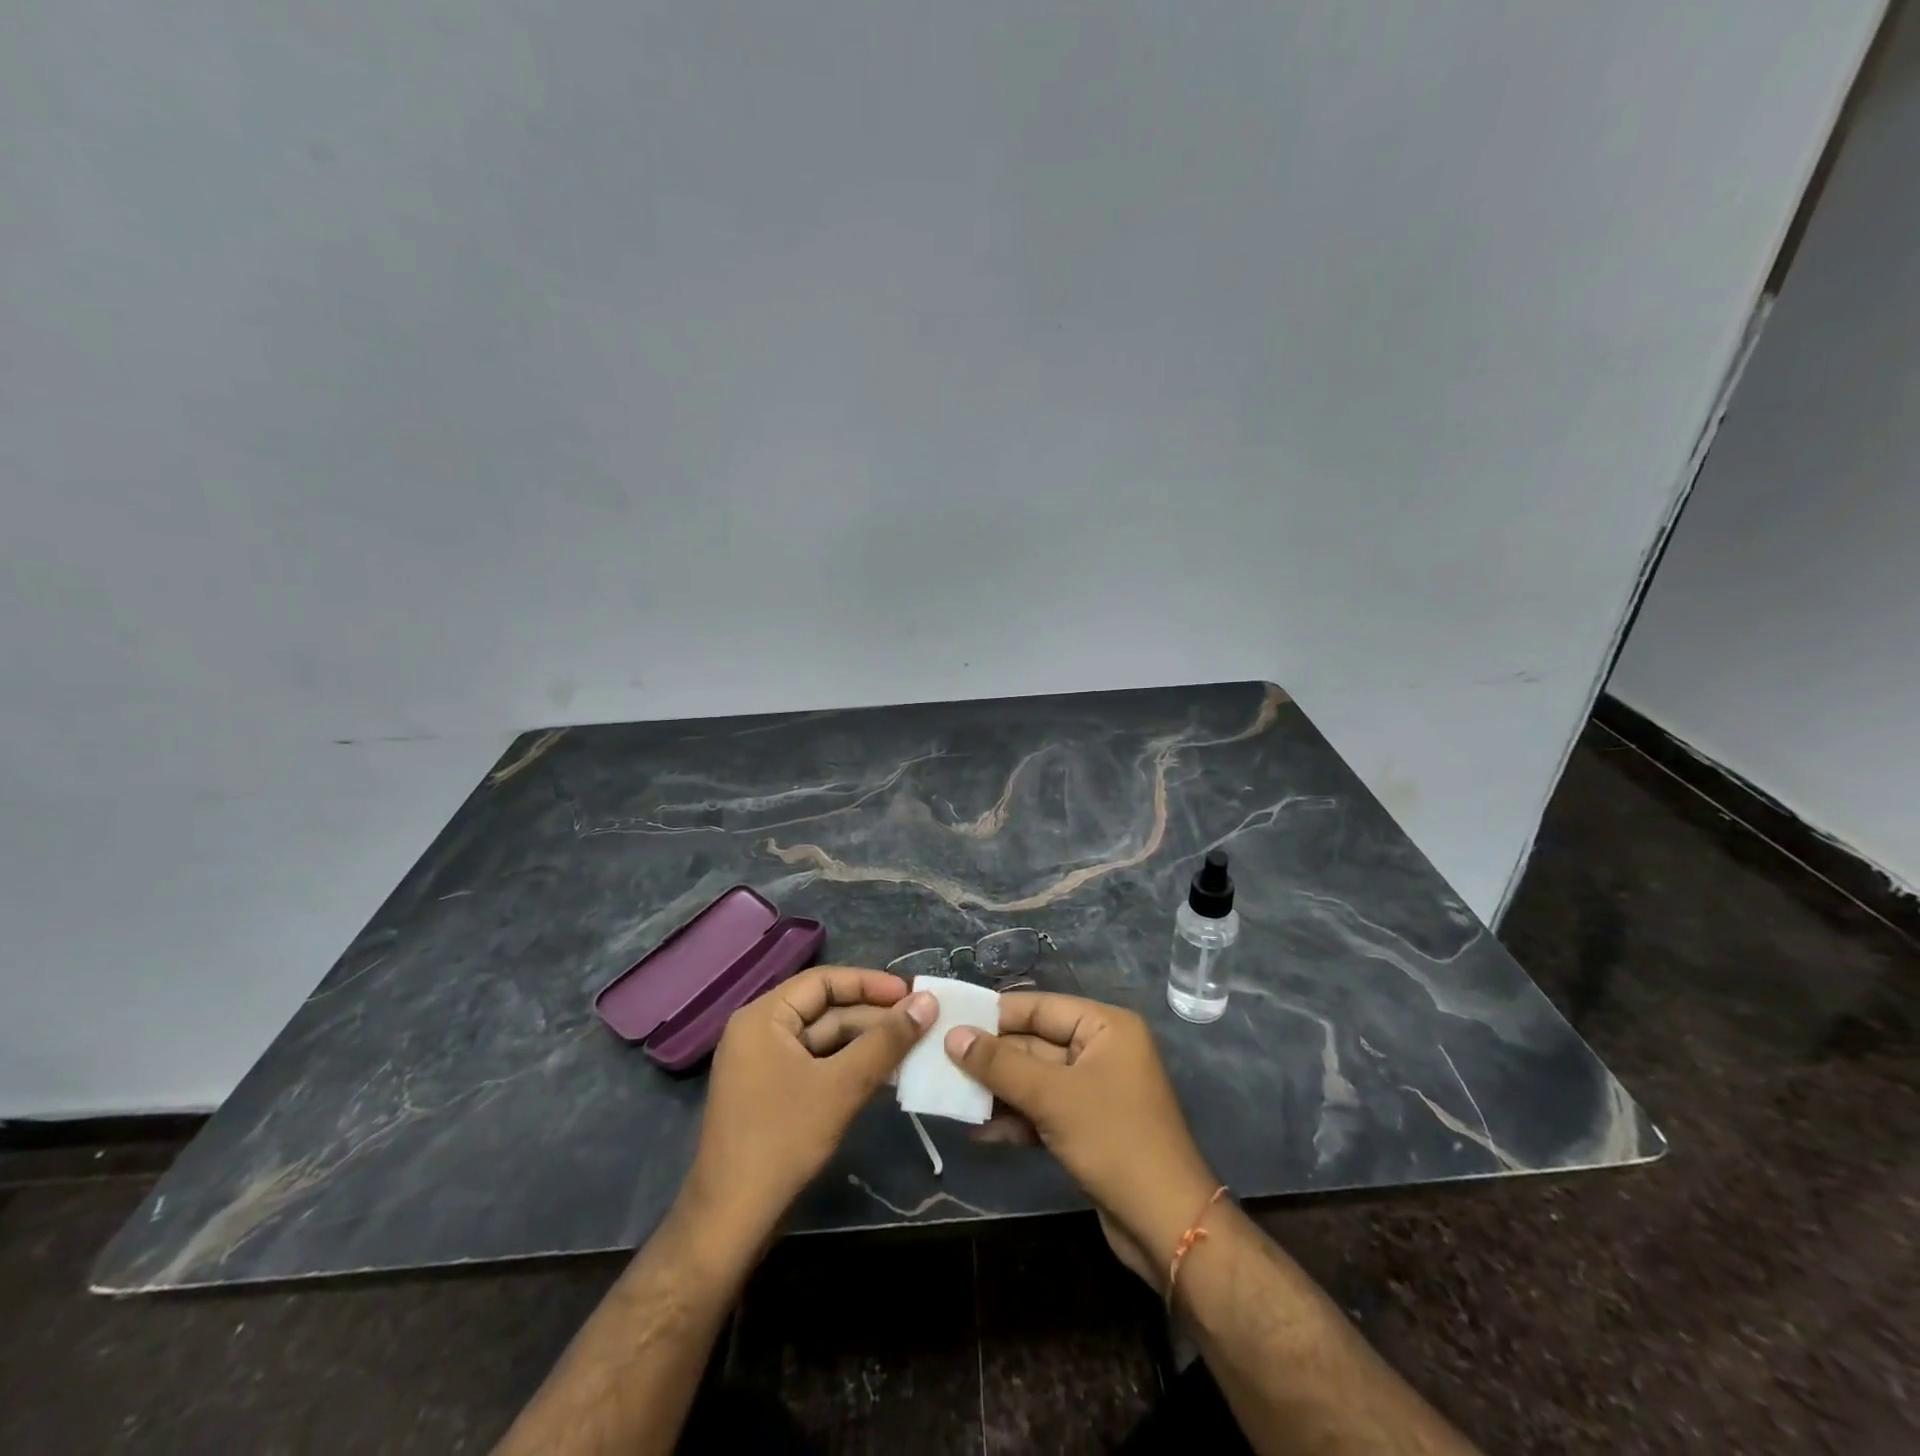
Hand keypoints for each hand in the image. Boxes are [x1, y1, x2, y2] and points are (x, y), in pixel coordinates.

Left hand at [682, 966, 935, 1246]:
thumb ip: (886, 1041)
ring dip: (866, 1042)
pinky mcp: (772, 1094)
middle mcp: (760, 1031)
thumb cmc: (783, 1140)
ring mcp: (763, 1065)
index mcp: (763, 1016)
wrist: (731, 1221)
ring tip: (912, 1046)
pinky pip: (816, 1064)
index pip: (823, 981)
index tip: (911, 993)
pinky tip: (884, 1073)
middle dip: (873, 1016)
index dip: (870, 983)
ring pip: (824, 1039)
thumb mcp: (842, 1085)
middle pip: (825, 1009)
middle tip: (920, 1022)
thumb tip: (927, 1001)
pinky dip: (849, 1065)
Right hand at [947, 994, 1218, 1293]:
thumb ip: (1000, 1064)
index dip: (994, 1014)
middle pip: (1034, 1043)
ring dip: (997, 1091)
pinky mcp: (1087, 1127)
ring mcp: (1094, 1090)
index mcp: (1105, 1026)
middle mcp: (1101, 1050)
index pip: (1040, 1007)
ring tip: (950, 1095)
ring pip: (1035, 1079)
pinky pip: (1043, 1110)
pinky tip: (978, 1131)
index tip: (950, 1019)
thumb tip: (953, 1036)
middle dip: (991, 1057)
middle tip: (940, 1061)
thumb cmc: (1114, 1141)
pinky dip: (1014, 1119)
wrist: (1166, 1225)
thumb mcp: (1052, 1096)